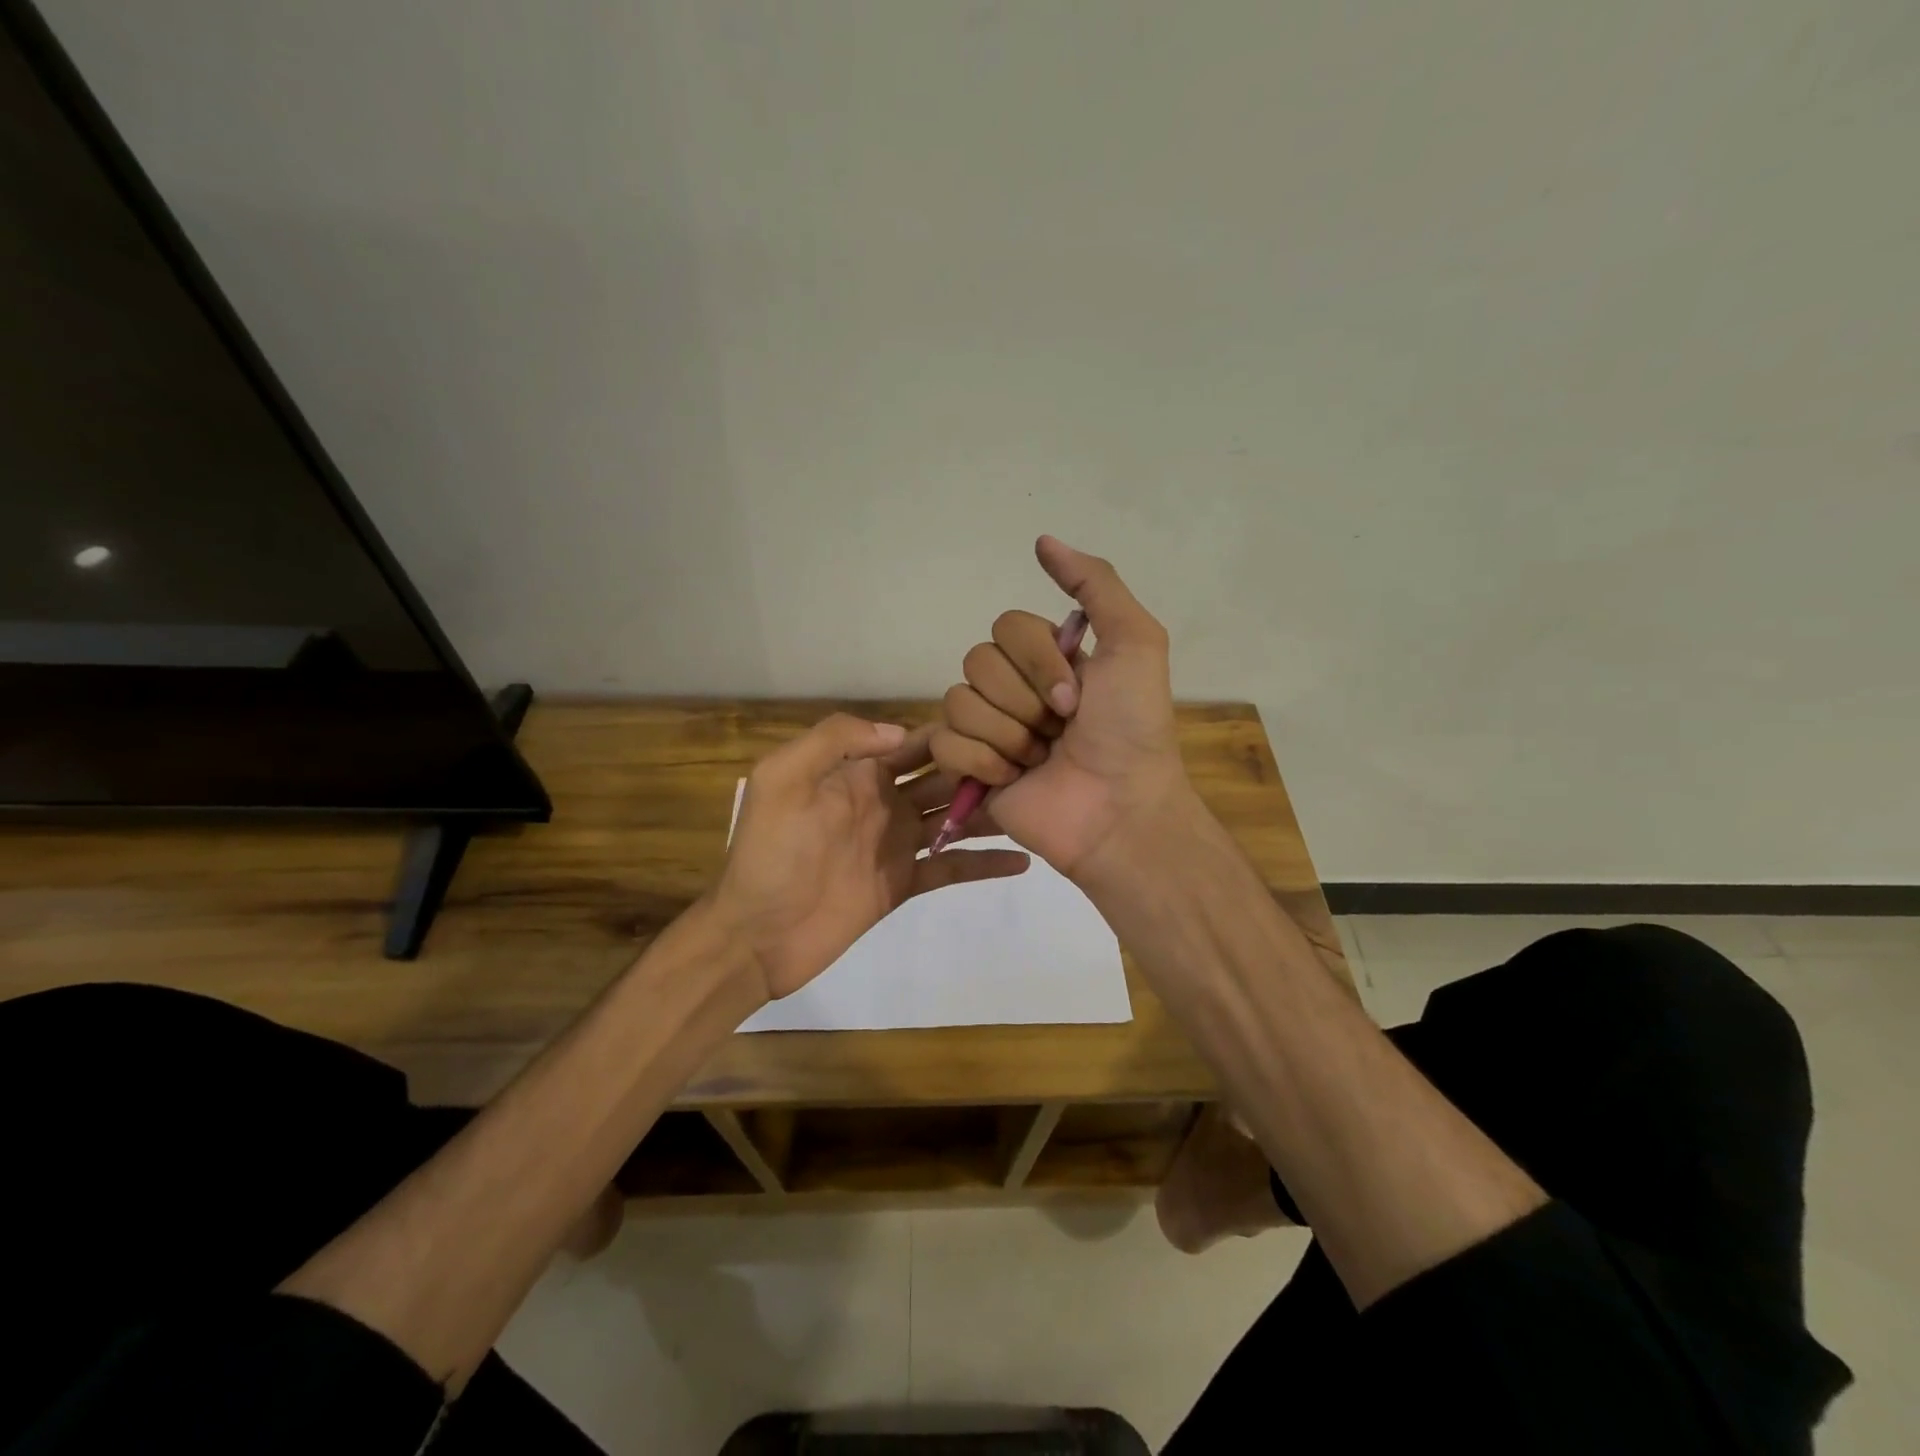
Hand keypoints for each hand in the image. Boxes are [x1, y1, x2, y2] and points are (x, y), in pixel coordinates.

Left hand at [712, 714, 1029, 1000]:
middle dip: (982, 768)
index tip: (1000, 726)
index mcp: (858, 774)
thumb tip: (901, 733)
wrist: (756, 933)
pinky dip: (985, 864)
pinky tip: (1024, 860)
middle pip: (942, 778)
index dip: (953, 734)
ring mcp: (896, 845)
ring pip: (954, 819)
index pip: (914, 743)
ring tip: (1037, 802)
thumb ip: (835, 741)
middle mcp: (884, 802)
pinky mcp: (903, 884)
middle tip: (1033, 763)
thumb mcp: (783, 779)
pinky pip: (951, 868)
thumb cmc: (769, 853)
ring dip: (989, 811)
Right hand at [930, 536, 1193, 878]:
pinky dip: (982, 761)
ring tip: (1039, 758)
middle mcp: (1014, 688)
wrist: (1118, 809)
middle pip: (977, 661)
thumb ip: (1095, 585)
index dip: (1037, 660)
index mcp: (1047, 659)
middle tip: (1059, 729)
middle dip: (1023, 700)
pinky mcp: (969, 769)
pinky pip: (945, 742)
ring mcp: (989, 729)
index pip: (1006, 626)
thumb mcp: (1134, 643)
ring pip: (958, 700)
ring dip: (1007, 733)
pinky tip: (1013, 778)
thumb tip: (1041, 540)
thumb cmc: (1132, 729)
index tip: (1076, 697)